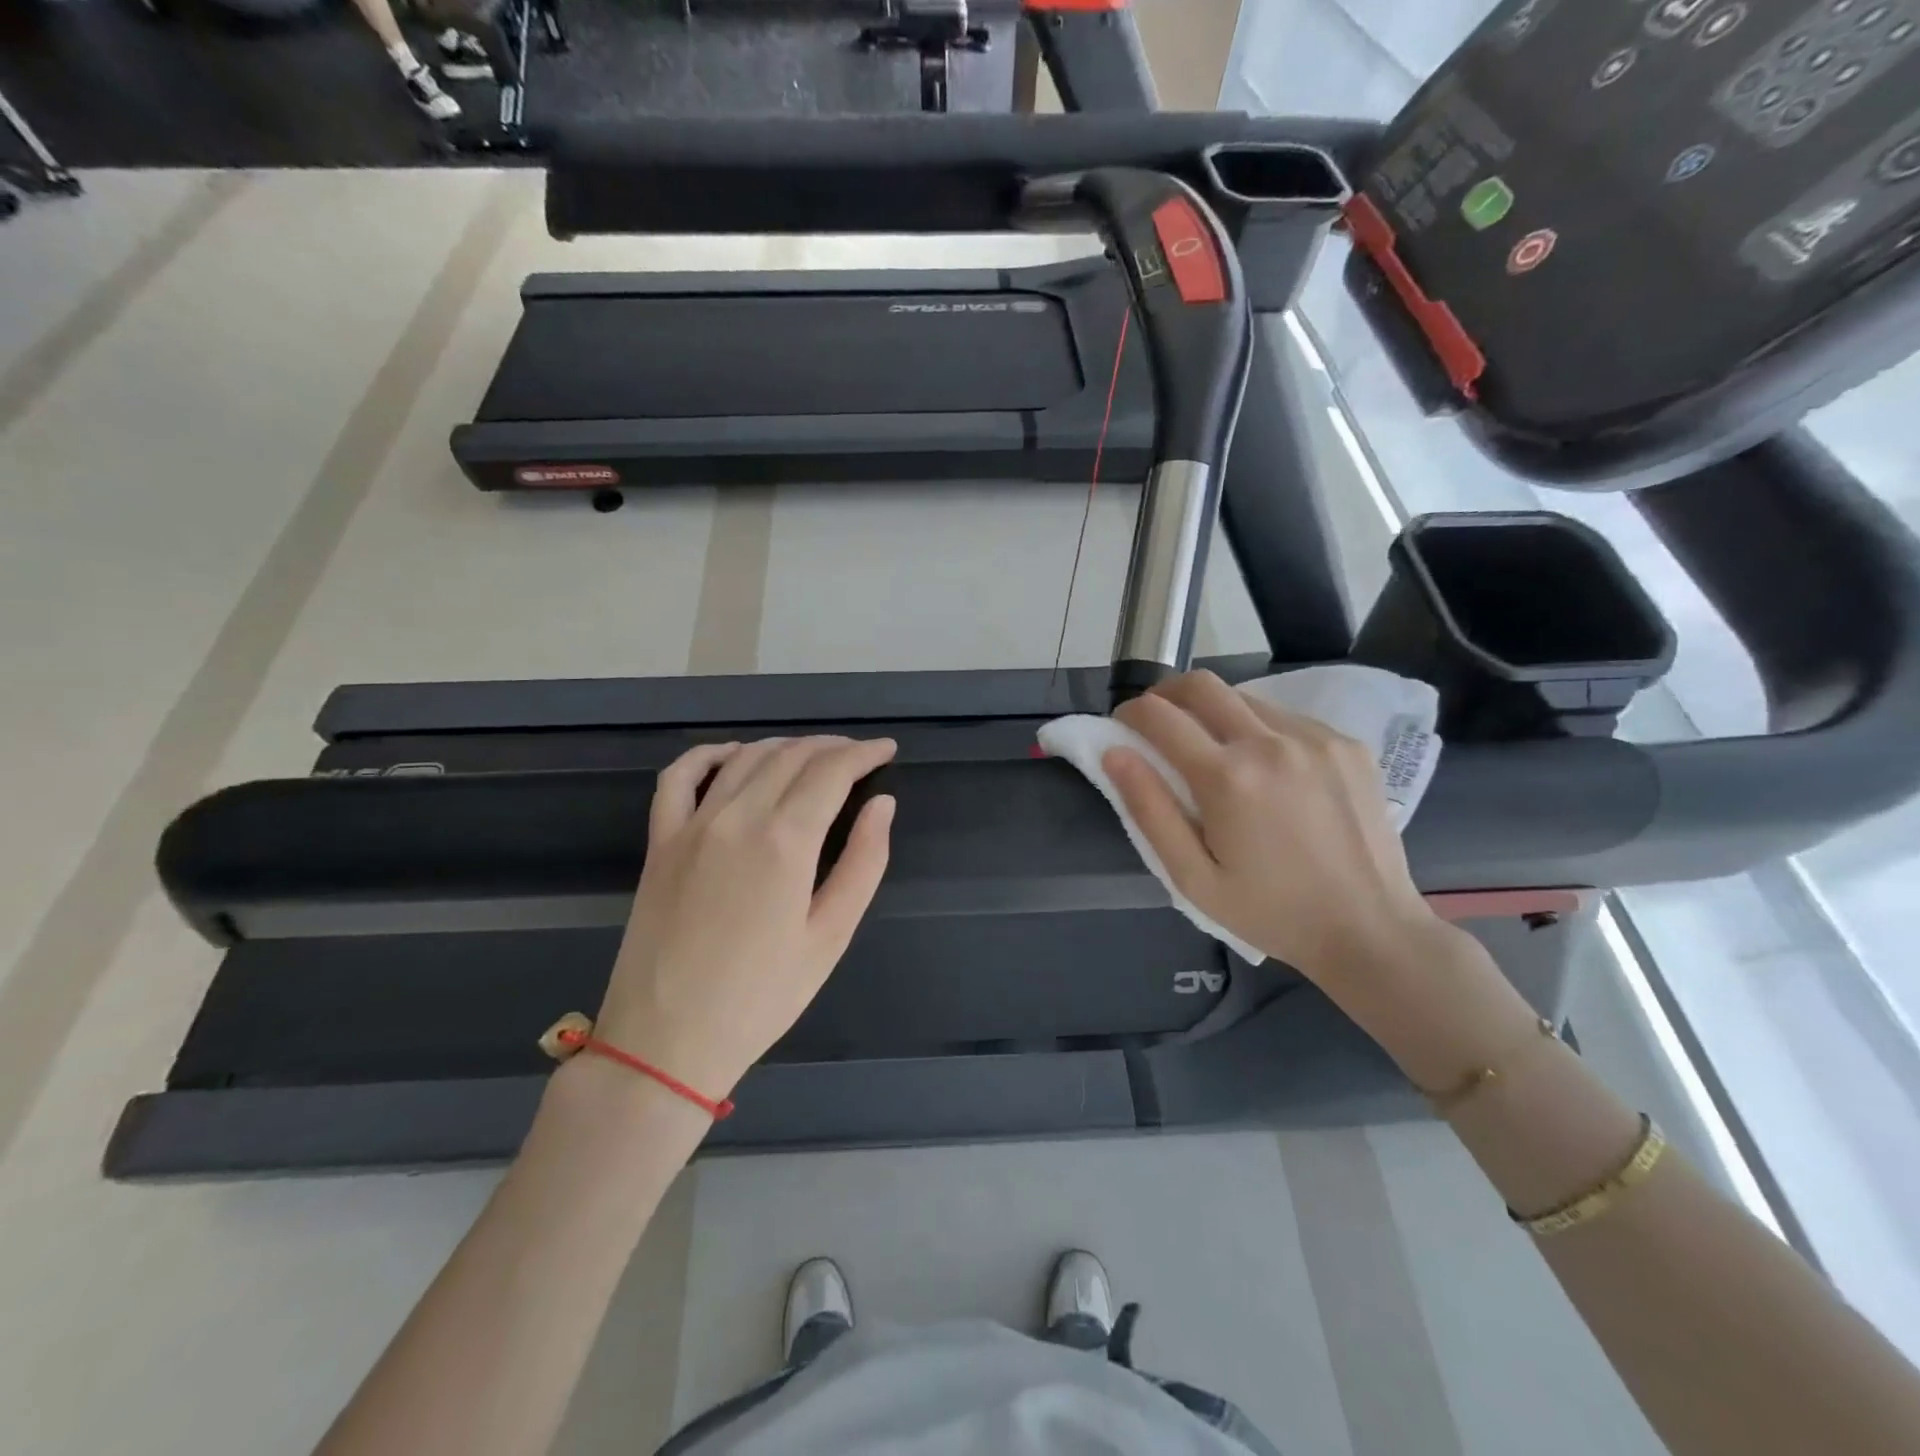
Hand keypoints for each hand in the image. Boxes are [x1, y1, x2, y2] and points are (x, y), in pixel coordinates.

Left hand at [595, 736, 896, 1097]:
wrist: (666, 1041)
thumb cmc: (761, 997)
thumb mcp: (830, 937)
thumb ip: (863, 862)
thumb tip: (883, 804)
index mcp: (785, 841)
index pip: (831, 771)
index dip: (864, 754)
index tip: (886, 750)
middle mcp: (738, 817)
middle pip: (791, 756)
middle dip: (832, 747)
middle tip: (858, 755)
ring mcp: (692, 825)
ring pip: (744, 758)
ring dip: (784, 746)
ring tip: (812, 755)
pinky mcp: (660, 841)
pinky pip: (678, 777)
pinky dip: (709, 754)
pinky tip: (732, 754)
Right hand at [1106, 671, 1445, 984]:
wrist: (1369, 929)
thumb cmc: (1270, 912)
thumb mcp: (1192, 877)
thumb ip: (1149, 809)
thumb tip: (1114, 753)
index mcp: (1227, 777)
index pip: (1159, 715)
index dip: (1130, 712)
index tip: (1122, 726)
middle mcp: (1270, 741)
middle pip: (1201, 684)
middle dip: (1166, 693)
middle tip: (1158, 723)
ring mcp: (1315, 737)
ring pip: (1245, 697)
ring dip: (1214, 712)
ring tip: (1214, 752)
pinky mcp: (1346, 743)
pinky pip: (1286, 716)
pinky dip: (1259, 729)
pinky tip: (1267, 770)